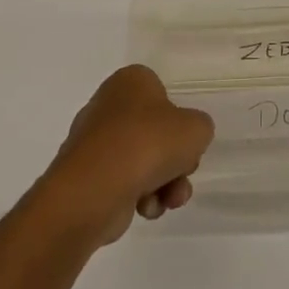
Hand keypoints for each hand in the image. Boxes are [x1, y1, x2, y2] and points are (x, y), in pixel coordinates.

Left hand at [40, 65, 214, 244]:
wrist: (96, 188)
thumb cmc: (148, 144)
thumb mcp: (196, 129)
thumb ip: (200, 128)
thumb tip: (184, 141)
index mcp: (130, 81)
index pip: (163, 95)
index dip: (179, 121)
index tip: (186, 141)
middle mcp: (109, 105)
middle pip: (156, 133)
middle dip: (175, 161)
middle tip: (183, 172)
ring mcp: (96, 142)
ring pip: (144, 162)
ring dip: (165, 184)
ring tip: (169, 199)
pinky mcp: (88, 176)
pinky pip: (125, 184)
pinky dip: (141, 197)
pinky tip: (145, 207)